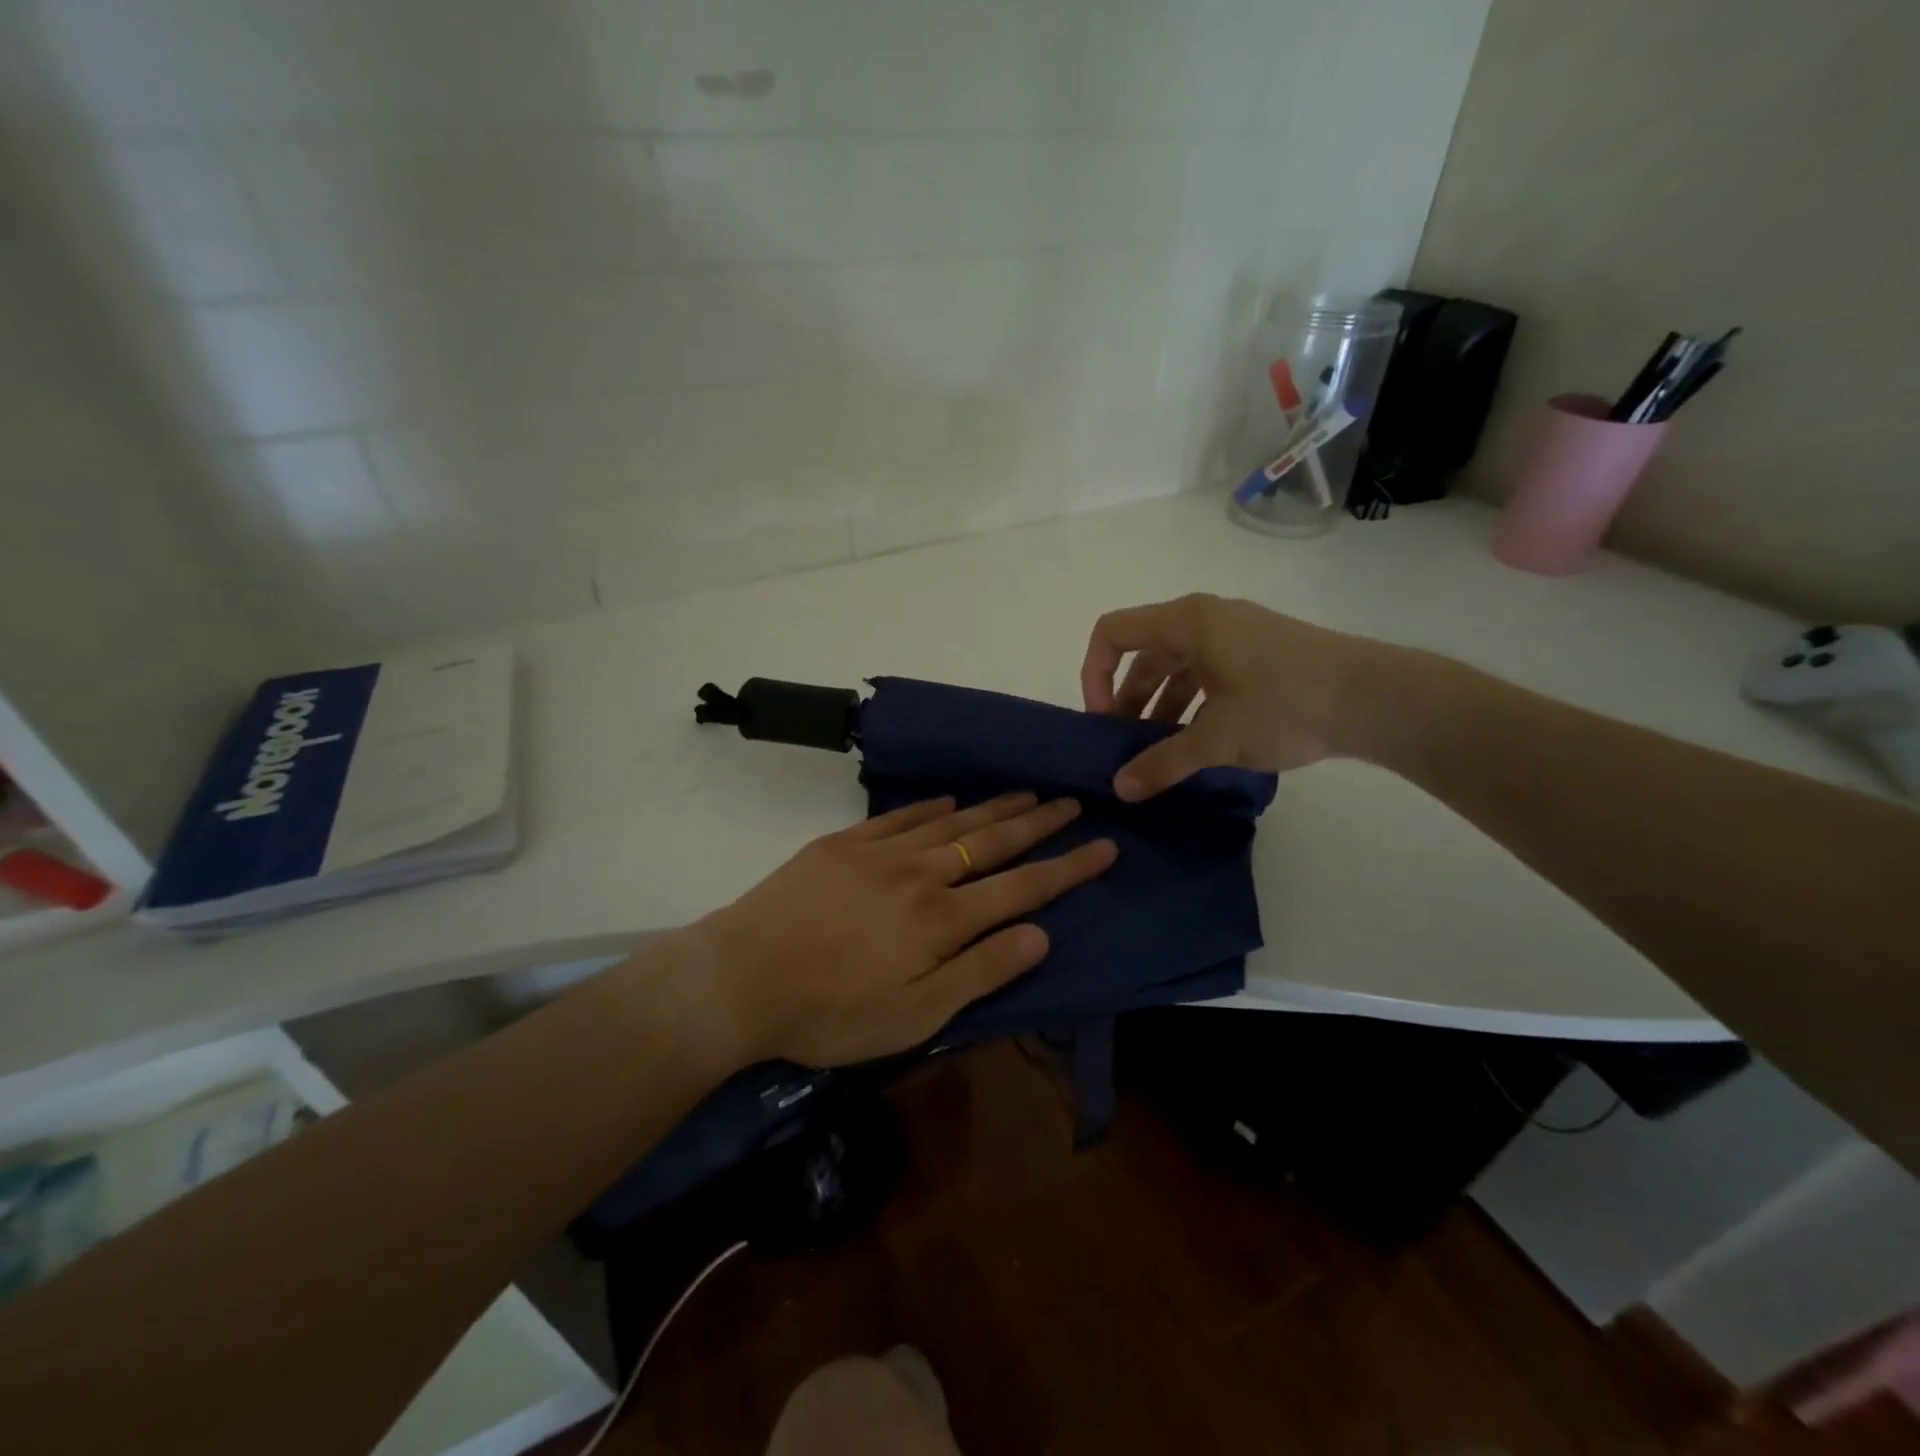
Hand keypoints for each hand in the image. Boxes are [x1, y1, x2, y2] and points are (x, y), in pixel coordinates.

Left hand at [688, 793, 1116, 1066]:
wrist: (740, 977)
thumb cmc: (831, 1012)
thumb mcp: (915, 1015)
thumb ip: (981, 972)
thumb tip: (1041, 935)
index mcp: (943, 919)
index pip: (1024, 887)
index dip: (1068, 867)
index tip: (1105, 845)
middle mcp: (921, 874)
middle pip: (993, 842)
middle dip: (1039, 823)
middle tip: (1072, 802)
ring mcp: (880, 852)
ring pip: (953, 822)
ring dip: (994, 807)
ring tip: (1028, 792)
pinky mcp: (844, 844)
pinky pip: (901, 817)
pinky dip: (931, 807)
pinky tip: (949, 800)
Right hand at [1080, 593, 1410, 799]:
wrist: (1379, 698)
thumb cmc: (1287, 704)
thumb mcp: (1217, 738)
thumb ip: (1163, 763)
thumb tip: (1120, 789)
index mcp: (1187, 622)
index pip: (1112, 633)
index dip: (1094, 675)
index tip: (1102, 722)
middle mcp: (1206, 620)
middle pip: (1143, 654)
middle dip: (1126, 701)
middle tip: (1124, 747)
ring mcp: (1236, 636)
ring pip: (1176, 668)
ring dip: (1159, 708)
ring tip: (1157, 754)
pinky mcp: (1259, 656)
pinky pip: (1206, 676)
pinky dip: (1191, 706)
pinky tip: (1196, 744)